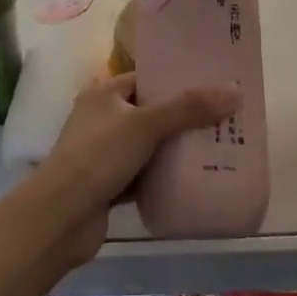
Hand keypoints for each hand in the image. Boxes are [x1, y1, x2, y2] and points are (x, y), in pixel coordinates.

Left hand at [37, 71, 240, 263]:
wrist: (61, 217)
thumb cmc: (99, 156)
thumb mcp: (146, 125)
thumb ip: (189, 108)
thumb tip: (235, 90)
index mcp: (105, 93)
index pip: (147, 78)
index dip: (178, 80)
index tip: (213, 84)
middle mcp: (103, 117)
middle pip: (151, 112)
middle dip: (184, 117)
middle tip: (223, 118)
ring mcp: (105, 153)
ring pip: (149, 145)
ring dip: (176, 148)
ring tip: (217, 146)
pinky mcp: (110, 184)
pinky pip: (145, 174)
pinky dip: (164, 176)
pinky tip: (194, 179)